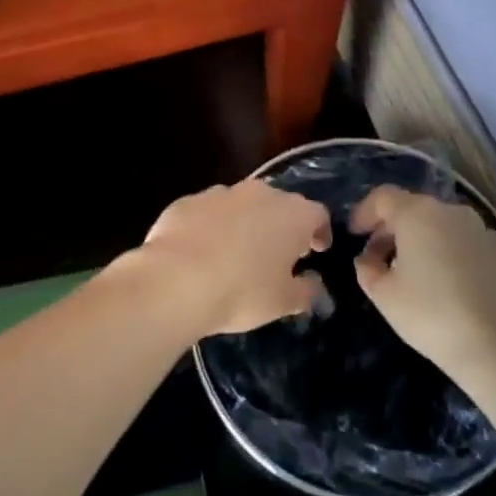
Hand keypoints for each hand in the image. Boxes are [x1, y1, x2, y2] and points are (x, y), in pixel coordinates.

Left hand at [138, 180, 330, 337]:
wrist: (176, 280)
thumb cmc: (242, 291)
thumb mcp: (283, 302)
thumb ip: (305, 291)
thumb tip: (313, 285)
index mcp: (293, 214)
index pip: (318, 215)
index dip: (320, 233)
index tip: (316, 252)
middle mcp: (261, 193)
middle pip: (280, 205)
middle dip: (282, 226)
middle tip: (278, 255)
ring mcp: (221, 193)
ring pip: (242, 205)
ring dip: (245, 224)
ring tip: (236, 255)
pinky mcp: (188, 201)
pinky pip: (208, 212)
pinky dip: (211, 227)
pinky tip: (201, 254)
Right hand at [351, 186, 495, 390]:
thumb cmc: (433, 316)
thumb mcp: (385, 297)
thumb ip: (368, 270)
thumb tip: (368, 259)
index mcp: (419, 214)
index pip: (383, 197)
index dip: (364, 212)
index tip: (355, 234)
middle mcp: (454, 213)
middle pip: (415, 210)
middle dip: (394, 229)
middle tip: (380, 258)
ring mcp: (486, 232)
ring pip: (446, 228)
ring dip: (426, 243)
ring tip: (418, 276)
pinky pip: (471, 248)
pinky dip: (455, 259)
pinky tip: (454, 291)